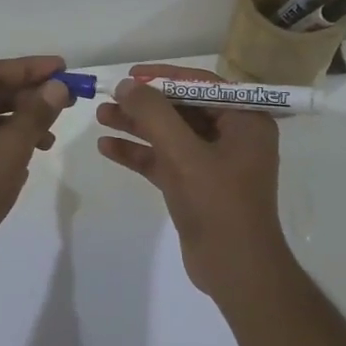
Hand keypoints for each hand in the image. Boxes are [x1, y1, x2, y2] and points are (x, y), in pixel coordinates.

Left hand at [0, 55, 72, 281]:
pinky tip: (30, 156)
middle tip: (67, 100)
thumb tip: (57, 87)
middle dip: (29, 98)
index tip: (64, 68)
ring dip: (22, 123)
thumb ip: (36, 113)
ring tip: (51, 137)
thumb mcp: (10, 146)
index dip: (32, 69)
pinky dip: (7, 143)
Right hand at [95, 63, 290, 300]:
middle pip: (182, 109)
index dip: (165, 77)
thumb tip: (127, 85)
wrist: (235, 270)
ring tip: (100, 116)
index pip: (202, 85)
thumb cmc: (218, 204)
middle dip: (145, 104)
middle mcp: (233, 136)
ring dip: (137, 126)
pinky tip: (108, 148)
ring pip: (170, 135)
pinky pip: (165, 161)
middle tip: (109, 97)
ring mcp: (214, 163)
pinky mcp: (196, 186)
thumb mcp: (184, 154)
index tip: (131, 75)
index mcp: (245, 121)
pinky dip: (140, 154)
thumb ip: (154, 115)